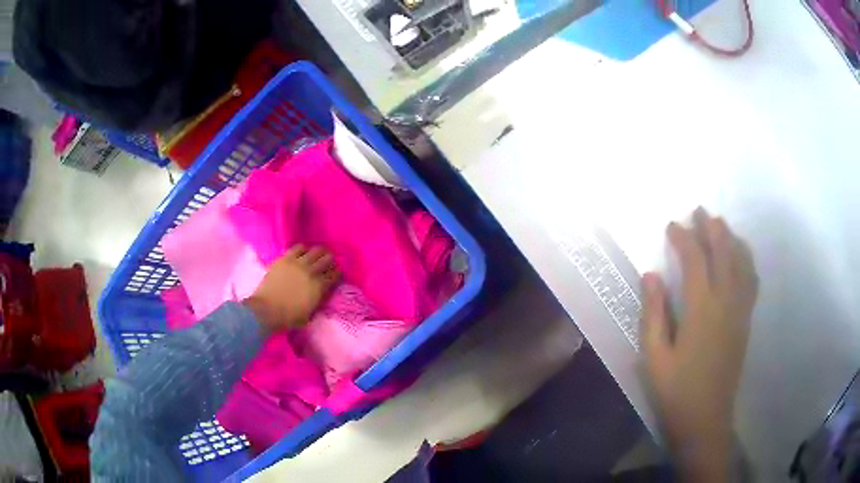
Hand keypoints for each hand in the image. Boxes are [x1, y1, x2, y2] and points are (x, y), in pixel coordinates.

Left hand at [243, 245, 339, 333]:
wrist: (267, 310)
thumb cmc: (288, 317)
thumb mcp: (309, 314)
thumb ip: (316, 301)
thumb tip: (319, 294)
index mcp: (319, 288)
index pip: (334, 275)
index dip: (337, 273)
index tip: (336, 272)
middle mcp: (312, 272)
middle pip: (327, 259)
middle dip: (330, 260)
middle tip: (328, 262)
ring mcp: (298, 263)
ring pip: (315, 250)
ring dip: (319, 252)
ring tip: (318, 254)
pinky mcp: (285, 258)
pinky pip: (298, 247)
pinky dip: (303, 249)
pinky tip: (302, 252)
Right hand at [641, 208, 757, 481]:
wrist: (706, 420)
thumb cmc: (675, 391)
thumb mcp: (654, 357)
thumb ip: (653, 314)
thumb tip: (651, 275)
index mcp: (701, 310)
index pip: (695, 260)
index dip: (683, 238)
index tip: (671, 225)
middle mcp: (725, 303)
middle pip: (723, 253)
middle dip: (711, 228)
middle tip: (699, 211)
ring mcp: (740, 311)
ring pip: (741, 263)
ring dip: (731, 238)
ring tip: (720, 225)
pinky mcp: (746, 322)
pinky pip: (751, 281)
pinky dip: (747, 260)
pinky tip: (741, 256)